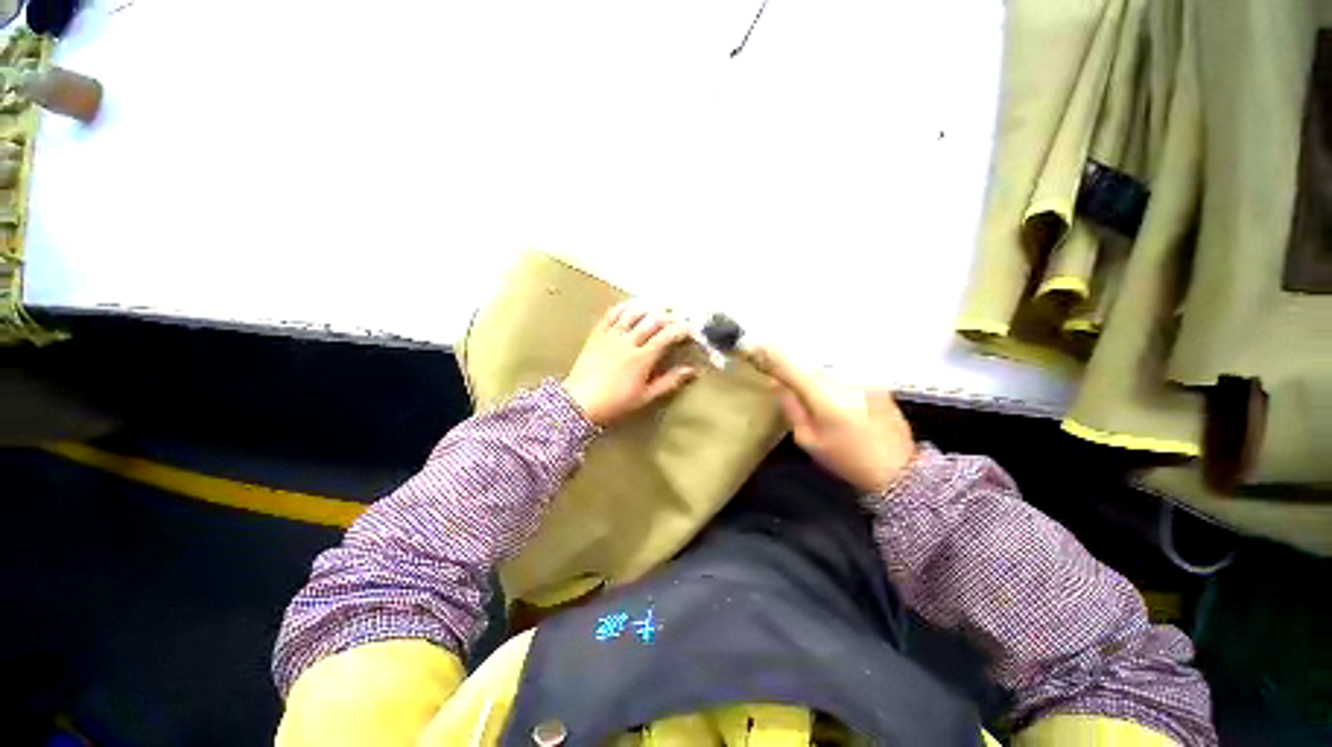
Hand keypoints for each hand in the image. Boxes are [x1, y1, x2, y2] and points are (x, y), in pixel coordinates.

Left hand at [563, 301, 697, 425]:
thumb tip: (690, 371)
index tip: (690, 329)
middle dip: (669, 315)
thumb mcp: (645, 397)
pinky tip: (631, 305)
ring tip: (658, 306)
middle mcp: (628, 341)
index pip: (666, 336)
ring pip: (633, 313)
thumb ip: (669, 382)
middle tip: (678, 316)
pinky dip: (623, 307)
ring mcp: (611, 335)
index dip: (681, 329)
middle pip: (652, 320)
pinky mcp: (597, 334)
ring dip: (648, 307)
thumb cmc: (615, 403)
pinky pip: (611, 315)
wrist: (580, 403)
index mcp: (642, 358)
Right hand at [752, 346, 915, 493]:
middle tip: (775, 364)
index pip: (790, 366)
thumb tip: (777, 383)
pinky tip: (826, 379)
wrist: (899, 468)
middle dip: (791, 361)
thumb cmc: (847, 458)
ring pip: (826, 363)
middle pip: (808, 360)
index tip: (755, 347)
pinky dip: (830, 369)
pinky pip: (844, 367)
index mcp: (823, 395)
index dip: (770, 355)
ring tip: (799, 372)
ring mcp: (862, 376)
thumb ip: (791, 407)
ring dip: (810, 365)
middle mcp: (843, 378)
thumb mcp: (809, 440)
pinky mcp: (875, 378)